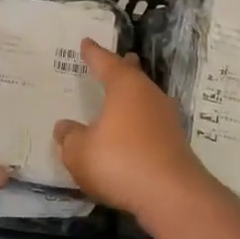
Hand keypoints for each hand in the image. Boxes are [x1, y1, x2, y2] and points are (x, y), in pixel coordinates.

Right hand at [53, 39, 221, 223]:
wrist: (172, 196)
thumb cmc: (120, 162)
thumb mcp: (79, 152)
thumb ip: (69, 137)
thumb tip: (64, 126)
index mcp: (125, 87)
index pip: (106, 62)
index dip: (94, 53)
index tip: (86, 42)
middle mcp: (149, 96)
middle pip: (134, 75)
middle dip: (124, 67)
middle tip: (119, 59)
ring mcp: (167, 119)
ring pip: (146, 98)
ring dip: (134, 96)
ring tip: (122, 95)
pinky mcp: (175, 143)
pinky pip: (151, 122)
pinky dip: (140, 121)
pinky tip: (132, 131)